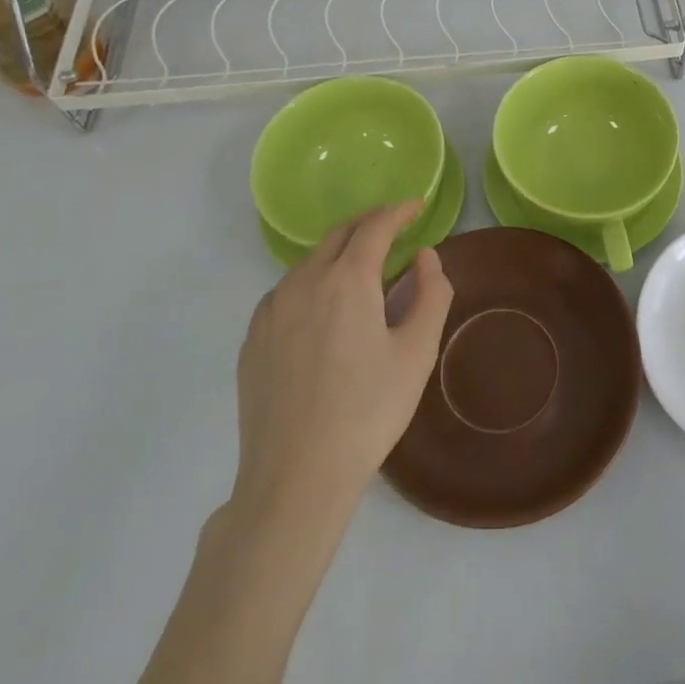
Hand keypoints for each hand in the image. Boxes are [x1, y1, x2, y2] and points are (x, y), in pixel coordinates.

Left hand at [229, 202, 452, 522]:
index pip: (375, 226)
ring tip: (365, 271)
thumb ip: (431, 293)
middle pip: (339, 235)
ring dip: (341, 253)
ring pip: (310, 262)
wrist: (295, 478)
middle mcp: (303, 282)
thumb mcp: (418, 352)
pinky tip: (326, 310)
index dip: (399, 211)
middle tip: (395, 228)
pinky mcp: (253, 338)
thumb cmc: (368, 412)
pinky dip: (314, 282)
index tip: (417, 205)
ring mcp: (271, 310)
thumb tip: (425, 257)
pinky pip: (288, 291)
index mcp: (346, 280)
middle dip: (369, 224)